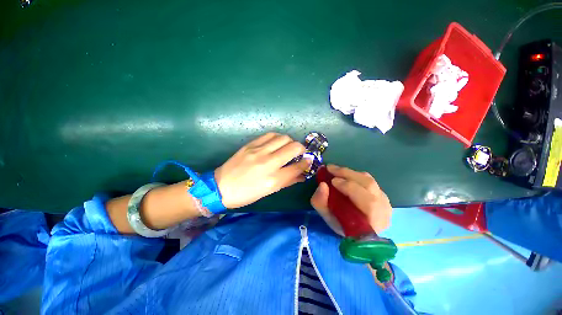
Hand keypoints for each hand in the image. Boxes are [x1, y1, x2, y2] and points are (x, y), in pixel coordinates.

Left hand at [215, 133, 310, 208]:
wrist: (222, 187)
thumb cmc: (247, 194)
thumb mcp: (269, 191)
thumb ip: (288, 181)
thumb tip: (302, 175)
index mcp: (273, 179)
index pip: (298, 167)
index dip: (306, 163)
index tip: (308, 161)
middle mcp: (268, 163)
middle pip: (294, 148)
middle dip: (302, 149)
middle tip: (300, 152)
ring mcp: (259, 151)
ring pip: (283, 138)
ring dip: (290, 141)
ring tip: (288, 146)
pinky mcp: (251, 145)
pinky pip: (270, 135)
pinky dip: (278, 137)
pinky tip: (277, 142)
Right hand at [311, 164, 391, 234]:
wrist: (355, 231)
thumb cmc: (341, 226)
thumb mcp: (327, 217)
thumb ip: (321, 203)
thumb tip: (322, 185)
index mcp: (373, 223)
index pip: (368, 203)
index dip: (350, 188)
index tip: (332, 181)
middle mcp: (384, 210)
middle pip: (369, 185)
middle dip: (347, 174)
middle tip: (330, 168)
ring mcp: (385, 201)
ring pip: (369, 180)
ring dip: (350, 173)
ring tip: (335, 170)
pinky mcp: (382, 194)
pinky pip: (368, 180)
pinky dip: (354, 176)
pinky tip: (345, 176)